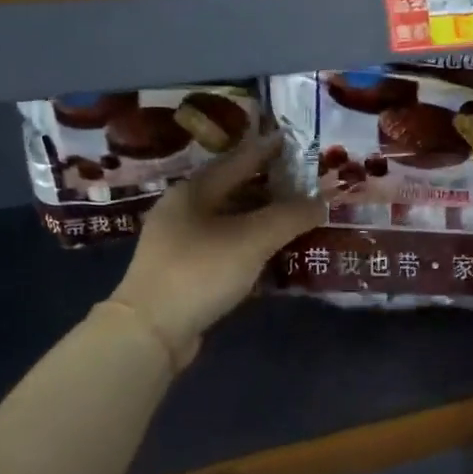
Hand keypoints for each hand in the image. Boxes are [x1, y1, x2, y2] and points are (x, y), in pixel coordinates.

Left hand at [109, 132, 323, 364]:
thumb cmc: (200, 271)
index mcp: (193, 191)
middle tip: (309, 186)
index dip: (270, 150)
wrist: (151, 332)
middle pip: (236, 192)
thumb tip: (322, 201)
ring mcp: (183, 244)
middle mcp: (184, 211)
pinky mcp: (187, 274)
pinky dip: (253, 250)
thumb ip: (289, 217)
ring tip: (300, 220)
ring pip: (233, 224)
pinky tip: (277, 256)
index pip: (239, 160)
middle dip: (273, 189)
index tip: (297, 141)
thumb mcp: (251, 239)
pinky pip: (228, 251)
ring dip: (265, 222)